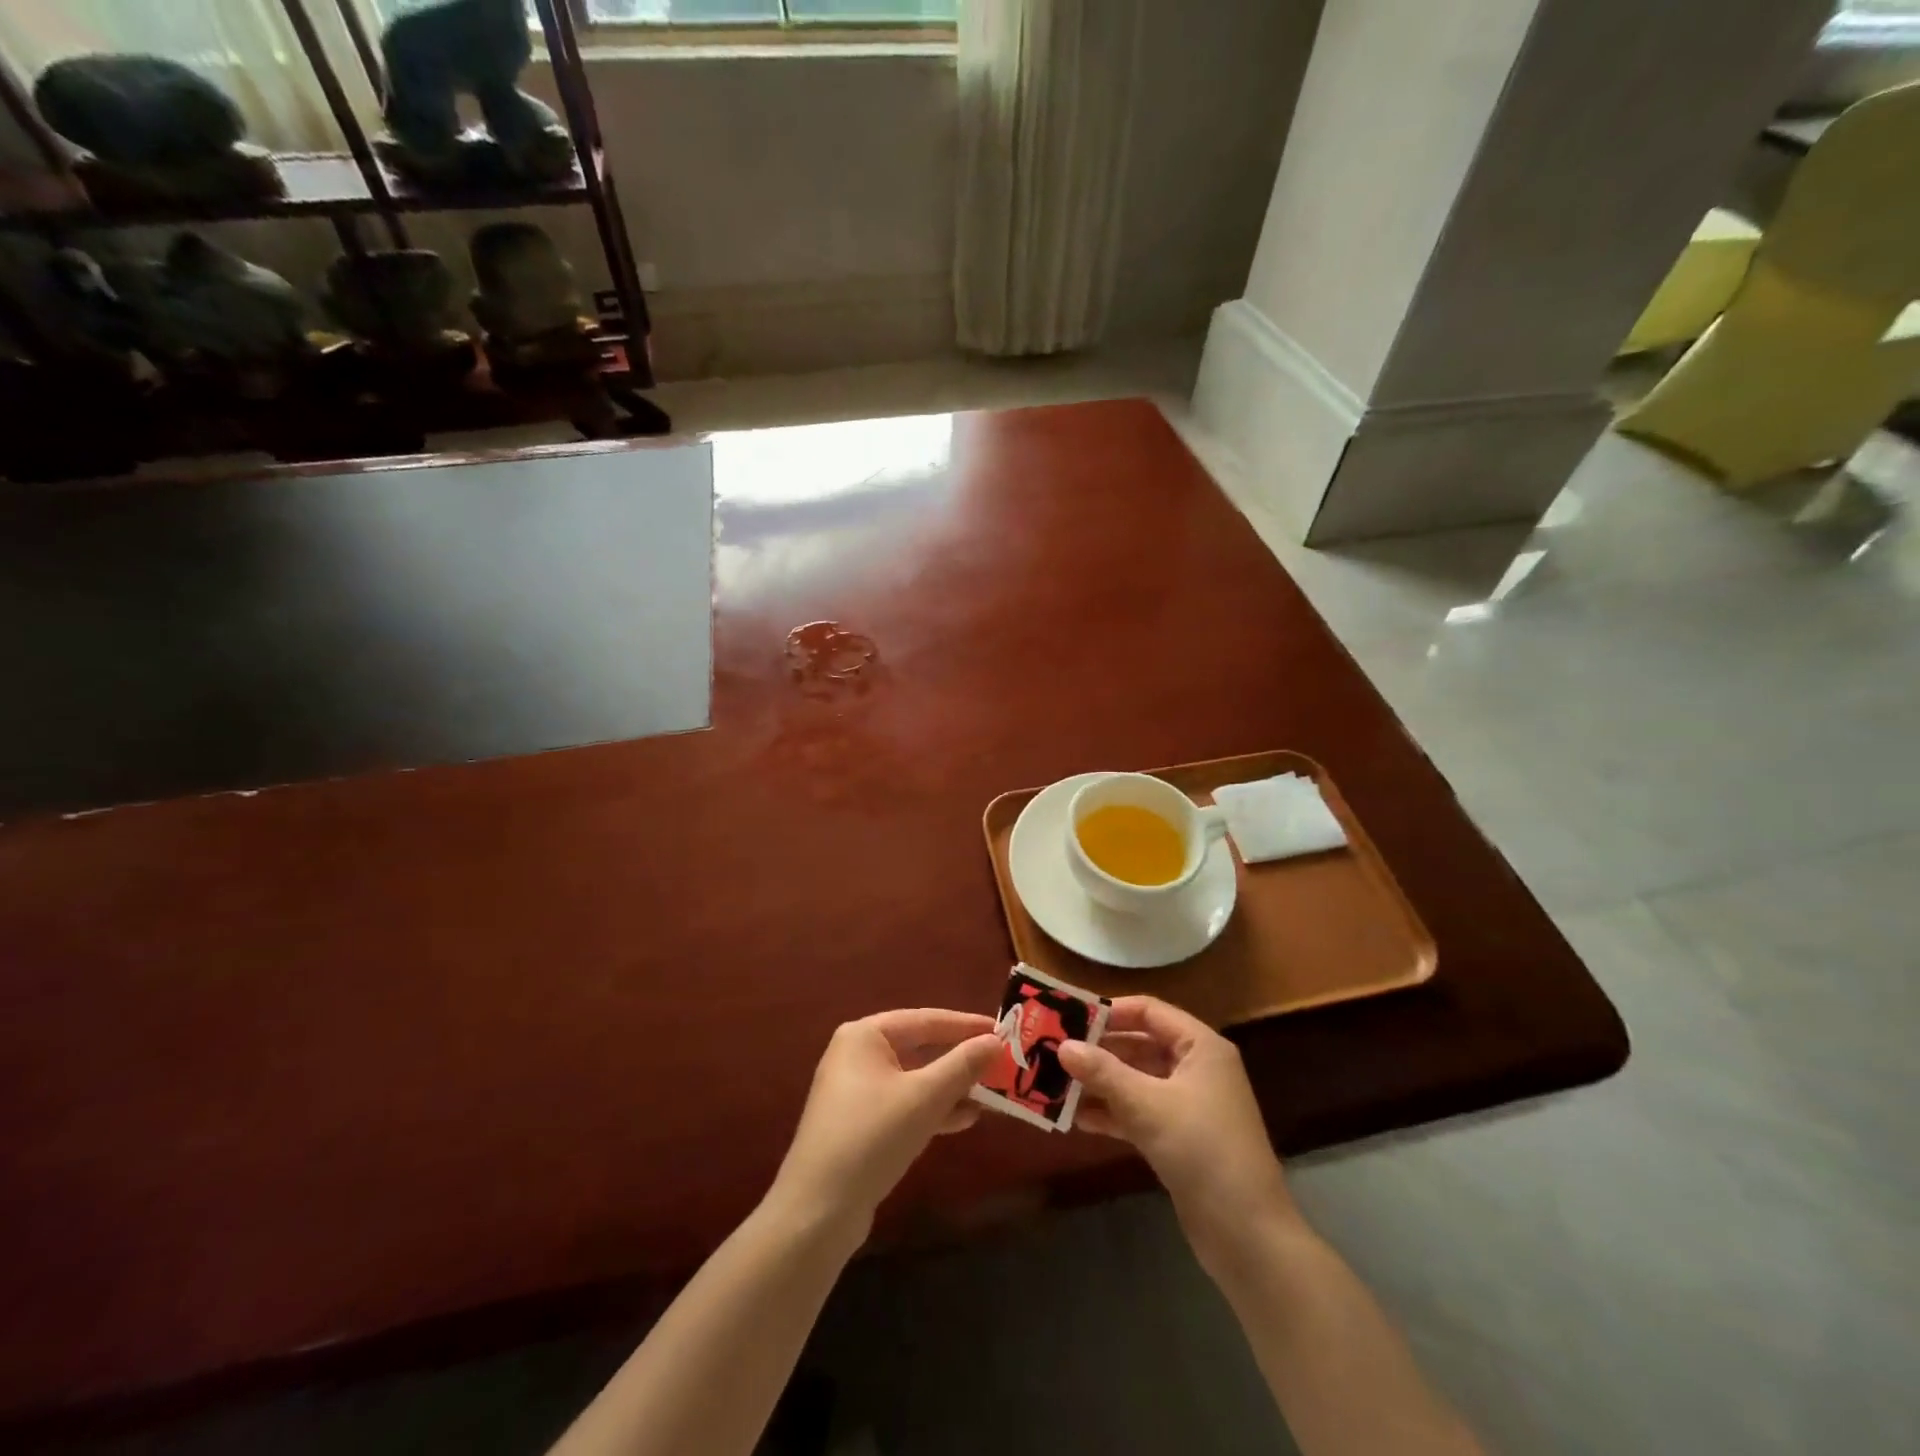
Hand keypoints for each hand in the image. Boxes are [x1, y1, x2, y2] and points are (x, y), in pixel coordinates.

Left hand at [768, 1009, 1000, 1241]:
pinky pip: (905, 1104)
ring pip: (915, 1079)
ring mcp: (857, 1091)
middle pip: (920, 1047)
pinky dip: (933, 1108)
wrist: (816, 1212)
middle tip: (1001, 1062)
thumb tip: (996, 1040)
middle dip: (960, 1058)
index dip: (966, 1025)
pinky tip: (965, 1119)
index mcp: (865, 1035)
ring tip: (992, 1094)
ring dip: (952, 1086)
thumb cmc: (871, 1137)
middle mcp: (858, 1054)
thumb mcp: (924, 1098)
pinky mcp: (860, 1124)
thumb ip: (962, 1066)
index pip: (925, 1019)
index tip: (1003, 1030)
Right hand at [1059, 997, 1299, 1262]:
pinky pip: (1141, 1112)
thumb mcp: (1147, 1105)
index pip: (1149, 1010)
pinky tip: (1078, 1119)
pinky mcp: (1181, 1138)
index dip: (1110, 1011)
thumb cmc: (1201, 1149)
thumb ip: (1103, 1072)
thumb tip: (1062, 1046)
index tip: (1069, 1018)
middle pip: (1140, 1044)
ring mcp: (1190, 1104)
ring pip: (1137, 1080)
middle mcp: (1196, 1068)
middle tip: (1054, 1050)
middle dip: (1099, 1050)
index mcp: (1200, 1046)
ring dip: (1101, 1083)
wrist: (1247, 1235)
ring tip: (1057, 1083)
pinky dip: (1113, 1112)